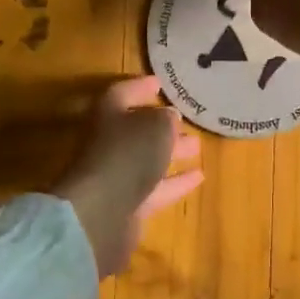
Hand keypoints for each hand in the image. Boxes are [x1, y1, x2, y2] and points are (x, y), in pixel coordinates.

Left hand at [54, 76, 202, 278]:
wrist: (101, 215)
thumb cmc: (128, 155)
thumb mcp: (155, 127)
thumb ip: (165, 119)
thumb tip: (169, 117)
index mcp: (108, 115)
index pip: (122, 93)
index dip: (140, 87)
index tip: (161, 84)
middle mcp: (108, 143)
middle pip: (135, 129)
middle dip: (161, 125)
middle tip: (187, 122)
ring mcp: (116, 176)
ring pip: (147, 160)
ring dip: (171, 153)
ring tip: (197, 148)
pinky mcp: (126, 206)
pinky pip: (154, 188)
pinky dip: (175, 182)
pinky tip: (199, 177)